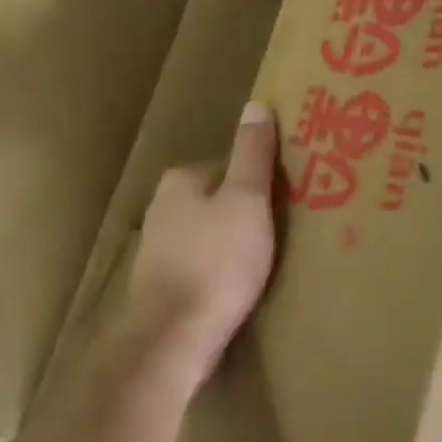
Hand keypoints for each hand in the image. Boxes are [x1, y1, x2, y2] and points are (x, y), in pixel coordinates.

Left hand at [120, 102, 279, 393]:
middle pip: (219, 200)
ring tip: (261, 267)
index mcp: (181, 179)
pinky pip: (200, 264)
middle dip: (245, 215)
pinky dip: (219, 270)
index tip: (283, 206)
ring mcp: (158, 247)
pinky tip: (236, 289)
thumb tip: (256, 104)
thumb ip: (253, 153)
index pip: (230, 168)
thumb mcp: (247, 200)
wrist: (173, 337)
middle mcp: (162, 206)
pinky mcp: (160, 282)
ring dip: (232, 245)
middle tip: (277, 238)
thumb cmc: (217, 261)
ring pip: (209, 234)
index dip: (260, 185)